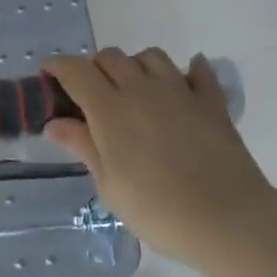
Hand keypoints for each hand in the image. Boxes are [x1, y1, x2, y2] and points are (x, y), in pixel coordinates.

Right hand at [43, 48, 274, 263]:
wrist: (227, 220)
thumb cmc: (156, 209)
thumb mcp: (109, 185)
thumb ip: (83, 146)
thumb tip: (54, 123)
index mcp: (109, 108)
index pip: (75, 70)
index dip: (57, 67)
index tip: (48, 76)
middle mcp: (141, 89)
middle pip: (110, 57)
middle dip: (94, 68)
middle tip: (91, 95)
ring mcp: (180, 92)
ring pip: (150, 56)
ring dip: (135, 66)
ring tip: (134, 90)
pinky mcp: (211, 103)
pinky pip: (198, 73)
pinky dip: (188, 71)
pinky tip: (183, 84)